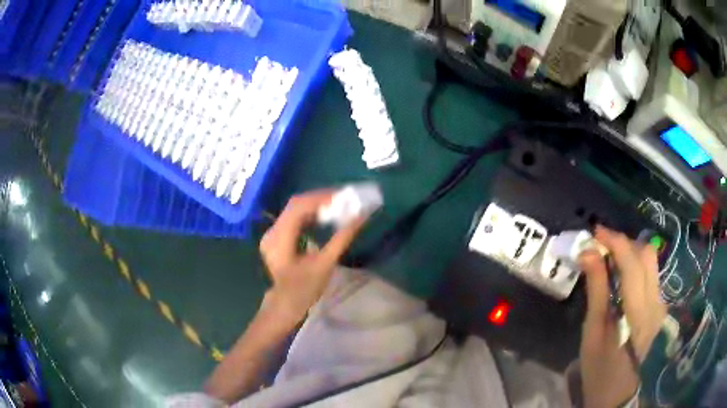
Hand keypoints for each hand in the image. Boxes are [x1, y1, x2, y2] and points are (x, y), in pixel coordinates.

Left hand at [259, 190, 367, 324]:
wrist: (286, 304)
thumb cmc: (305, 288)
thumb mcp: (326, 264)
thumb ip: (342, 238)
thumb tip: (361, 217)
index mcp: (279, 238)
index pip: (298, 207)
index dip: (320, 198)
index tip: (342, 196)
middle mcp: (272, 231)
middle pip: (295, 205)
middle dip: (320, 199)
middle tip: (343, 199)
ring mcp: (272, 234)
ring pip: (294, 210)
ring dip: (316, 206)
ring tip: (337, 205)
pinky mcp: (276, 237)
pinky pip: (293, 218)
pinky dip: (310, 215)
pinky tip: (324, 216)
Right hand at [578, 226, 667, 407]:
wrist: (615, 389)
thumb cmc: (599, 365)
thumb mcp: (593, 330)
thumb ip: (596, 289)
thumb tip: (588, 253)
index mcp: (639, 313)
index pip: (633, 264)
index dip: (615, 242)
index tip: (595, 232)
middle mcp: (656, 303)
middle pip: (647, 255)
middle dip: (624, 243)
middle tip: (602, 247)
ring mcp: (661, 303)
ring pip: (651, 262)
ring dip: (630, 253)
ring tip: (609, 259)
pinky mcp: (660, 305)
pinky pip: (650, 274)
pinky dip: (635, 266)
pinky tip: (621, 276)